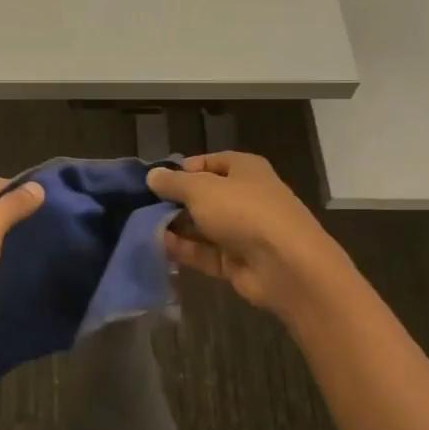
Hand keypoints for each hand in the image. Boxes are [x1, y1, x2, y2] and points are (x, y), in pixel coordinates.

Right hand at [146, 152, 351, 316]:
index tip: (155, 181)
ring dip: (176, 227)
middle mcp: (245, 197)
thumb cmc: (244, 212)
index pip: (208, 163)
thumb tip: (152, 176)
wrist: (286, 266)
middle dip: (174, 202)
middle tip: (142, 207)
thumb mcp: (201, 189)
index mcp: (244, 170)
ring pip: (202, 226)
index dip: (182, 170)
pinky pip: (204, 252)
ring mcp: (242, 231)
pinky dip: (184, 250)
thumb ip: (174, 183)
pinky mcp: (236, 261)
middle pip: (203, 196)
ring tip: (142, 228)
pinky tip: (158, 247)